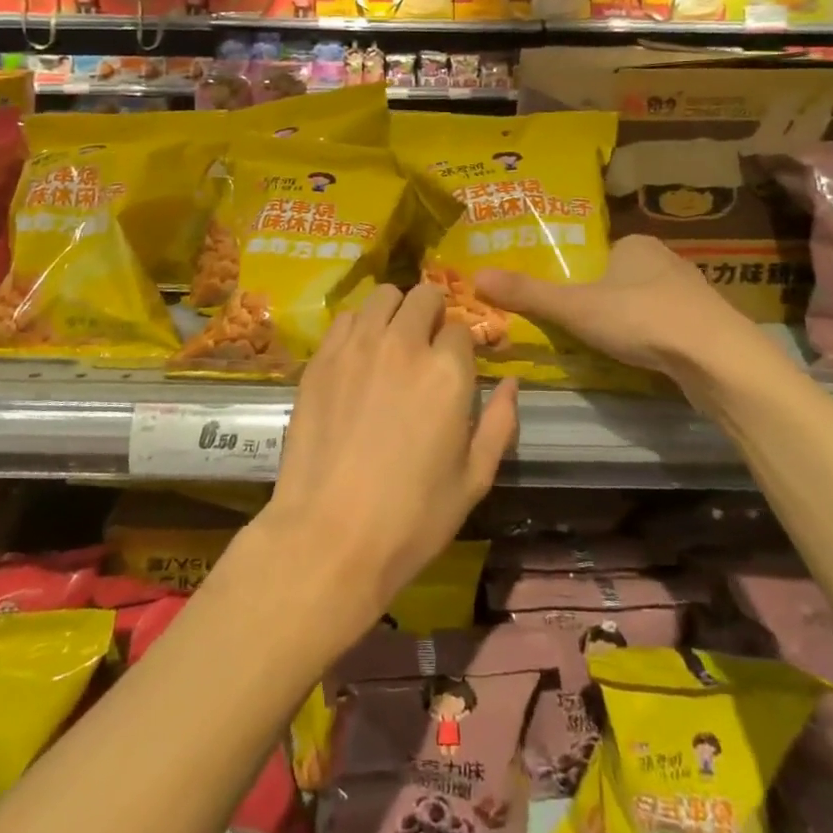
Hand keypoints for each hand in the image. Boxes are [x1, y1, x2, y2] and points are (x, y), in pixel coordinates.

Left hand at [256, 283, 517, 631]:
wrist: (329, 536)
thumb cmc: (412, 518)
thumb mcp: (474, 479)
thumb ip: (499, 423)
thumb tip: (511, 383)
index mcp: (448, 372)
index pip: (461, 328)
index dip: (462, 346)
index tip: (456, 364)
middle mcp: (404, 344)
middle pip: (424, 296)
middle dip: (432, 312)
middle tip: (427, 343)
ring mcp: (357, 346)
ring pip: (383, 296)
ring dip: (395, 310)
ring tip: (392, 340)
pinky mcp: (321, 358)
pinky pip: (345, 317)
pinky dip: (358, 325)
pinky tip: (358, 355)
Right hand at [476, 235, 766, 379]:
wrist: (717, 358)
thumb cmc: (640, 318)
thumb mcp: (574, 307)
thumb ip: (528, 294)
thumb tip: (475, 276)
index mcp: (635, 243)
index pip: (598, 253)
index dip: (578, 276)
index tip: (563, 302)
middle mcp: (666, 259)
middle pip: (621, 278)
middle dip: (602, 301)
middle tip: (578, 328)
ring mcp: (692, 293)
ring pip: (647, 303)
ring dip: (629, 322)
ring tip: (608, 347)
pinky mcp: (708, 325)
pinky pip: (669, 326)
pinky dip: (653, 339)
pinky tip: (644, 359)